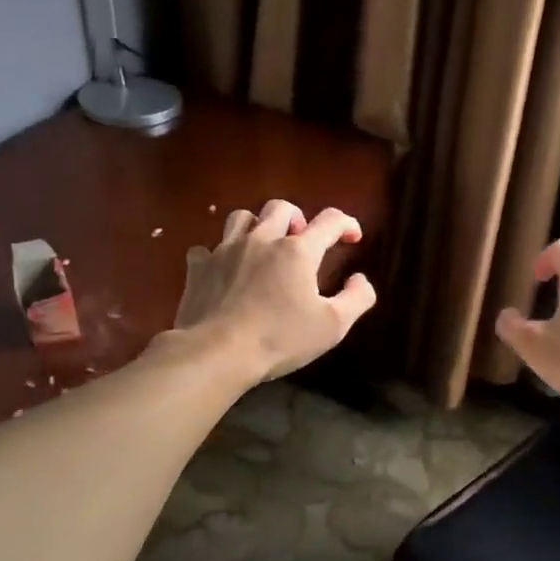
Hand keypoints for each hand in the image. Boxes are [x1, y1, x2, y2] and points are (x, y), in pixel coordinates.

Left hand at [172, 200, 377, 384]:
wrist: (217, 352)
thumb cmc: (280, 339)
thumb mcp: (333, 326)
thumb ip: (356, 298)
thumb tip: (360, 279)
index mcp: (297, 251)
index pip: (329, 221)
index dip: (346, 224)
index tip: (352, 237)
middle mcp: (261, 239)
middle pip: (280, 208)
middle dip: (296, 218)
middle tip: (301, 240)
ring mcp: (225, 250)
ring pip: (241, 217)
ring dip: (257, 226)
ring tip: (263, 246)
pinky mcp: (199, 267)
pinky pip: (207, 248)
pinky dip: (218, 254)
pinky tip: (224, 270)